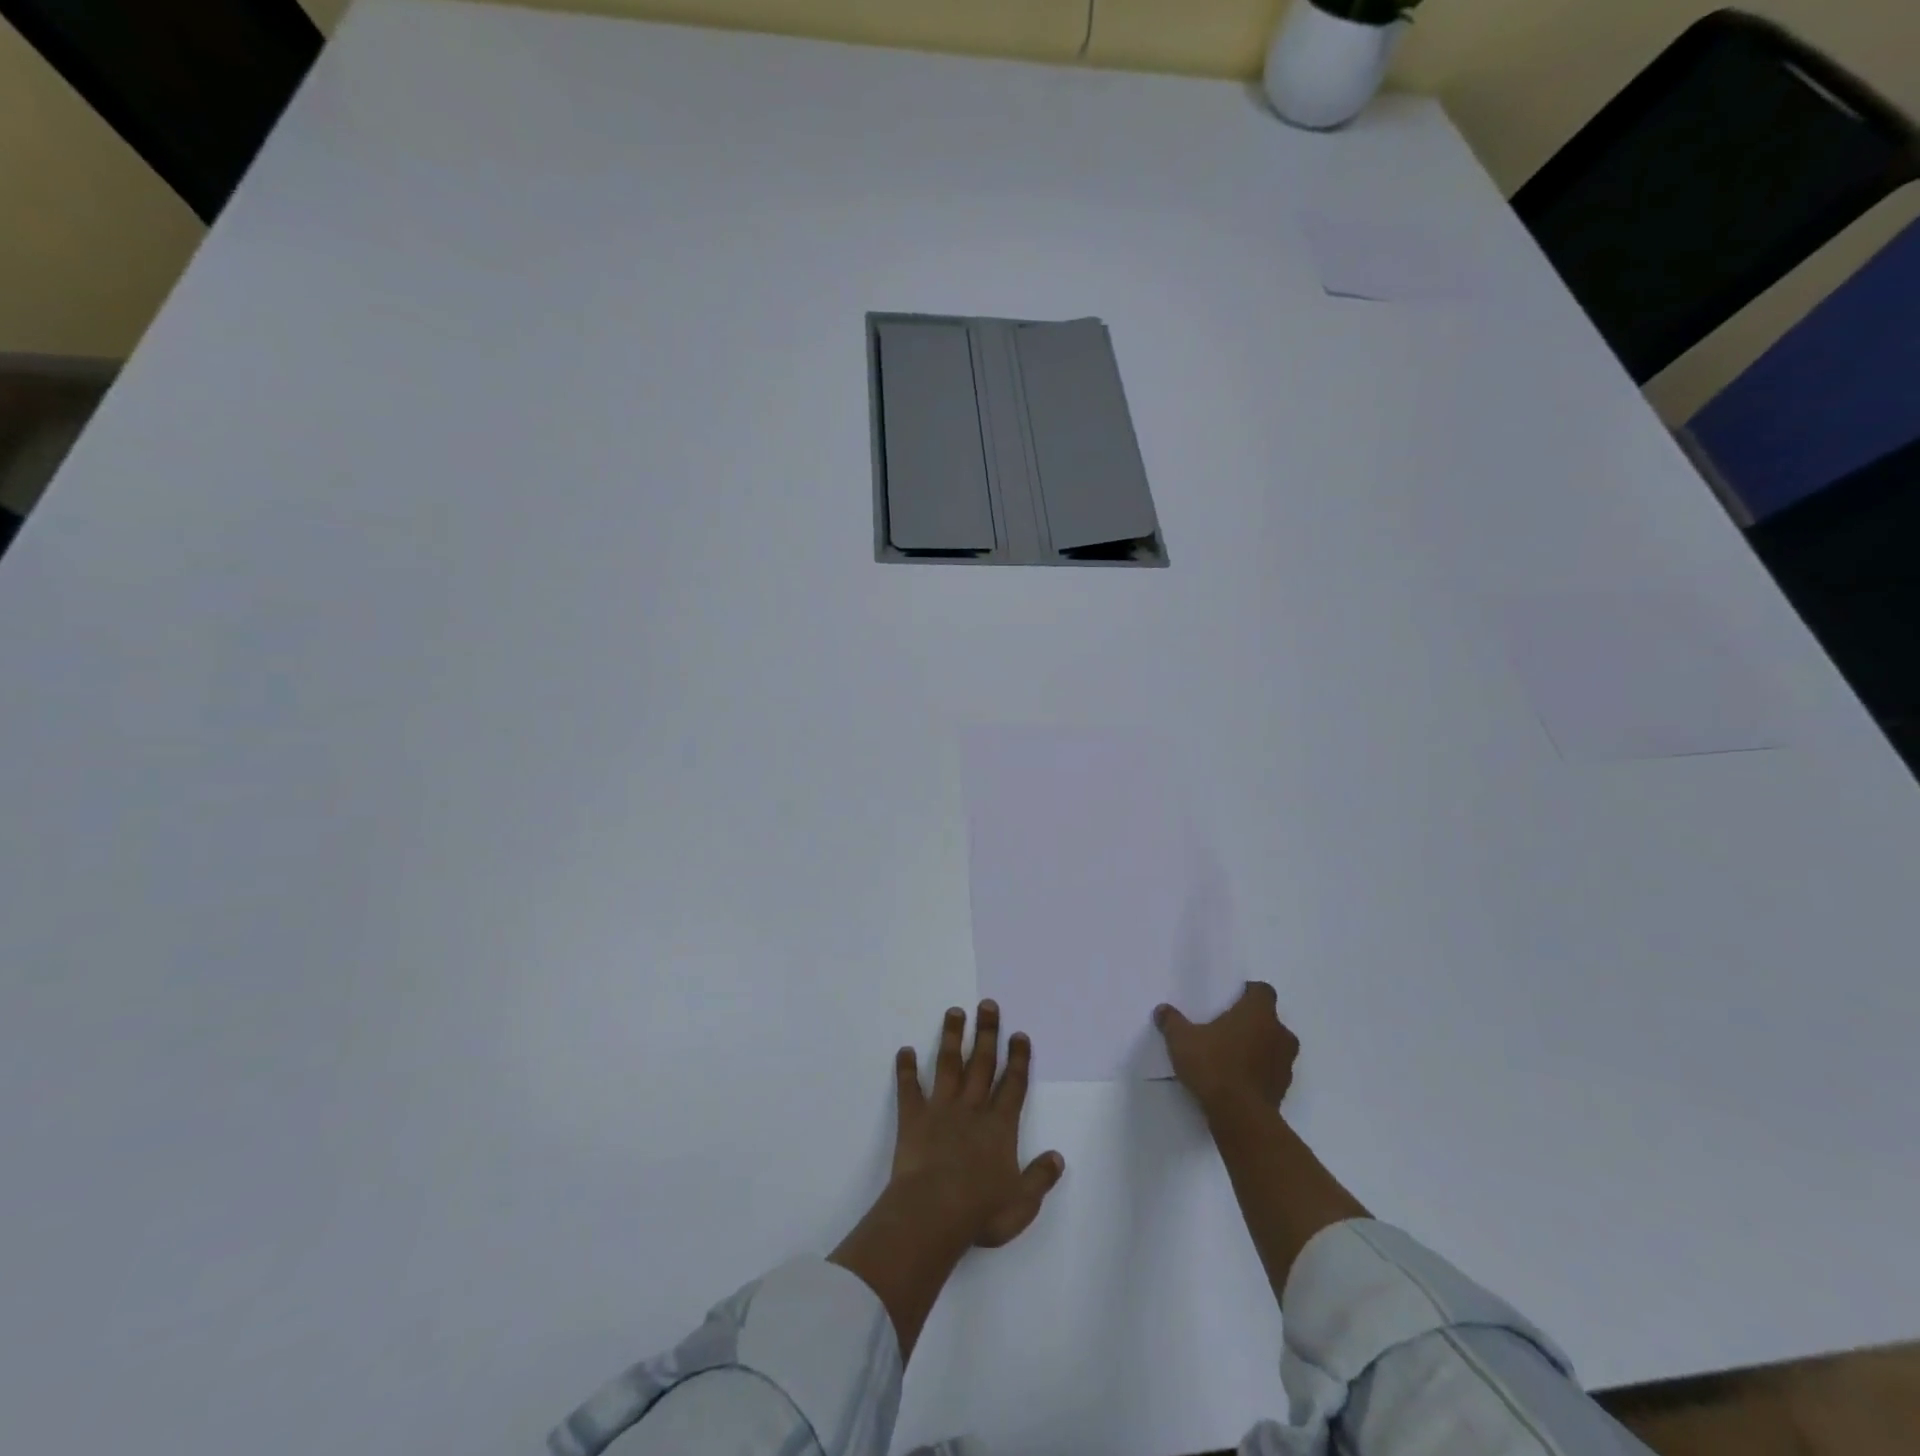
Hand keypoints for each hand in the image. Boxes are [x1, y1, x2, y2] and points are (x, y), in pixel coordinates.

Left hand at [890, 1000, 1065, 1246]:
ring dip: (952, 1037)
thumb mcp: (1022, 1202)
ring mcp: (941, 1108)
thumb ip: (1040, 1178)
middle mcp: (973, 1108)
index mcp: (1000, 1126)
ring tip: (954, 1012)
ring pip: (949, 1064)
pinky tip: (904, 1050)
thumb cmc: (980, 1210)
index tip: (1018, 1034)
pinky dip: (906, 1069)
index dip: (1018, 1058)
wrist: (933, 1212)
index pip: (1014, 1084)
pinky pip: (909, 1088)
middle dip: (987, 1032)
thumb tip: (1058, 1157)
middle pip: (982, 1063)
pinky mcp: (913, 1117)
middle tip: (987, 1004)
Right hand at [1155, 981, 1297, 1115]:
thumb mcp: (1182, 1040)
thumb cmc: (1214, 1066)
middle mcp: (1279, 1033)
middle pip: (1269, 1019)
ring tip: (1231, 1056)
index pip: (1262, 991)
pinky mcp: (1283, 1089)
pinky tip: (1236, 1079)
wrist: (1240, 1117)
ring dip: (1258, 1047)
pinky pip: (1272, 1071)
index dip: (1249, 993)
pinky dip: (1259, 1071)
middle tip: (1226, 1028)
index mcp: (1258, 1013)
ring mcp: (1285, 1063)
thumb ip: (1172, 1022)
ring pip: (1274, 1046)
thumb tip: (1162, 1010)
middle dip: (1252, 1022)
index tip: (1231, 1000)